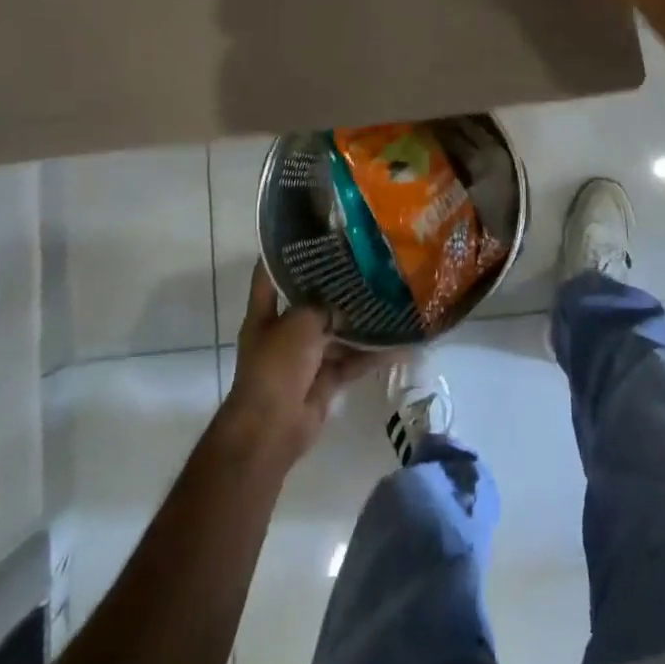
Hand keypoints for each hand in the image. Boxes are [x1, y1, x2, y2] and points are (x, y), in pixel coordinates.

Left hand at [219, 262, 379, 466]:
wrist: (271, 429)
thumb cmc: (276, 367)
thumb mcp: (298, 323)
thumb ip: (321, 305)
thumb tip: (342, 298)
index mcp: (265, 315)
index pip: (269, 275)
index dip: (284, 254)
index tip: (310, 234)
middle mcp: (283, 332)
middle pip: (309, 303)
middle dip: (334, 288)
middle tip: (365, 263)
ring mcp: (304, 358)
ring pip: (335, 333)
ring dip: (359, 323)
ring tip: (388, 298)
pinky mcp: (323, 381)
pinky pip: (350, 362)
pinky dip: (371, 356)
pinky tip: (399, 345)